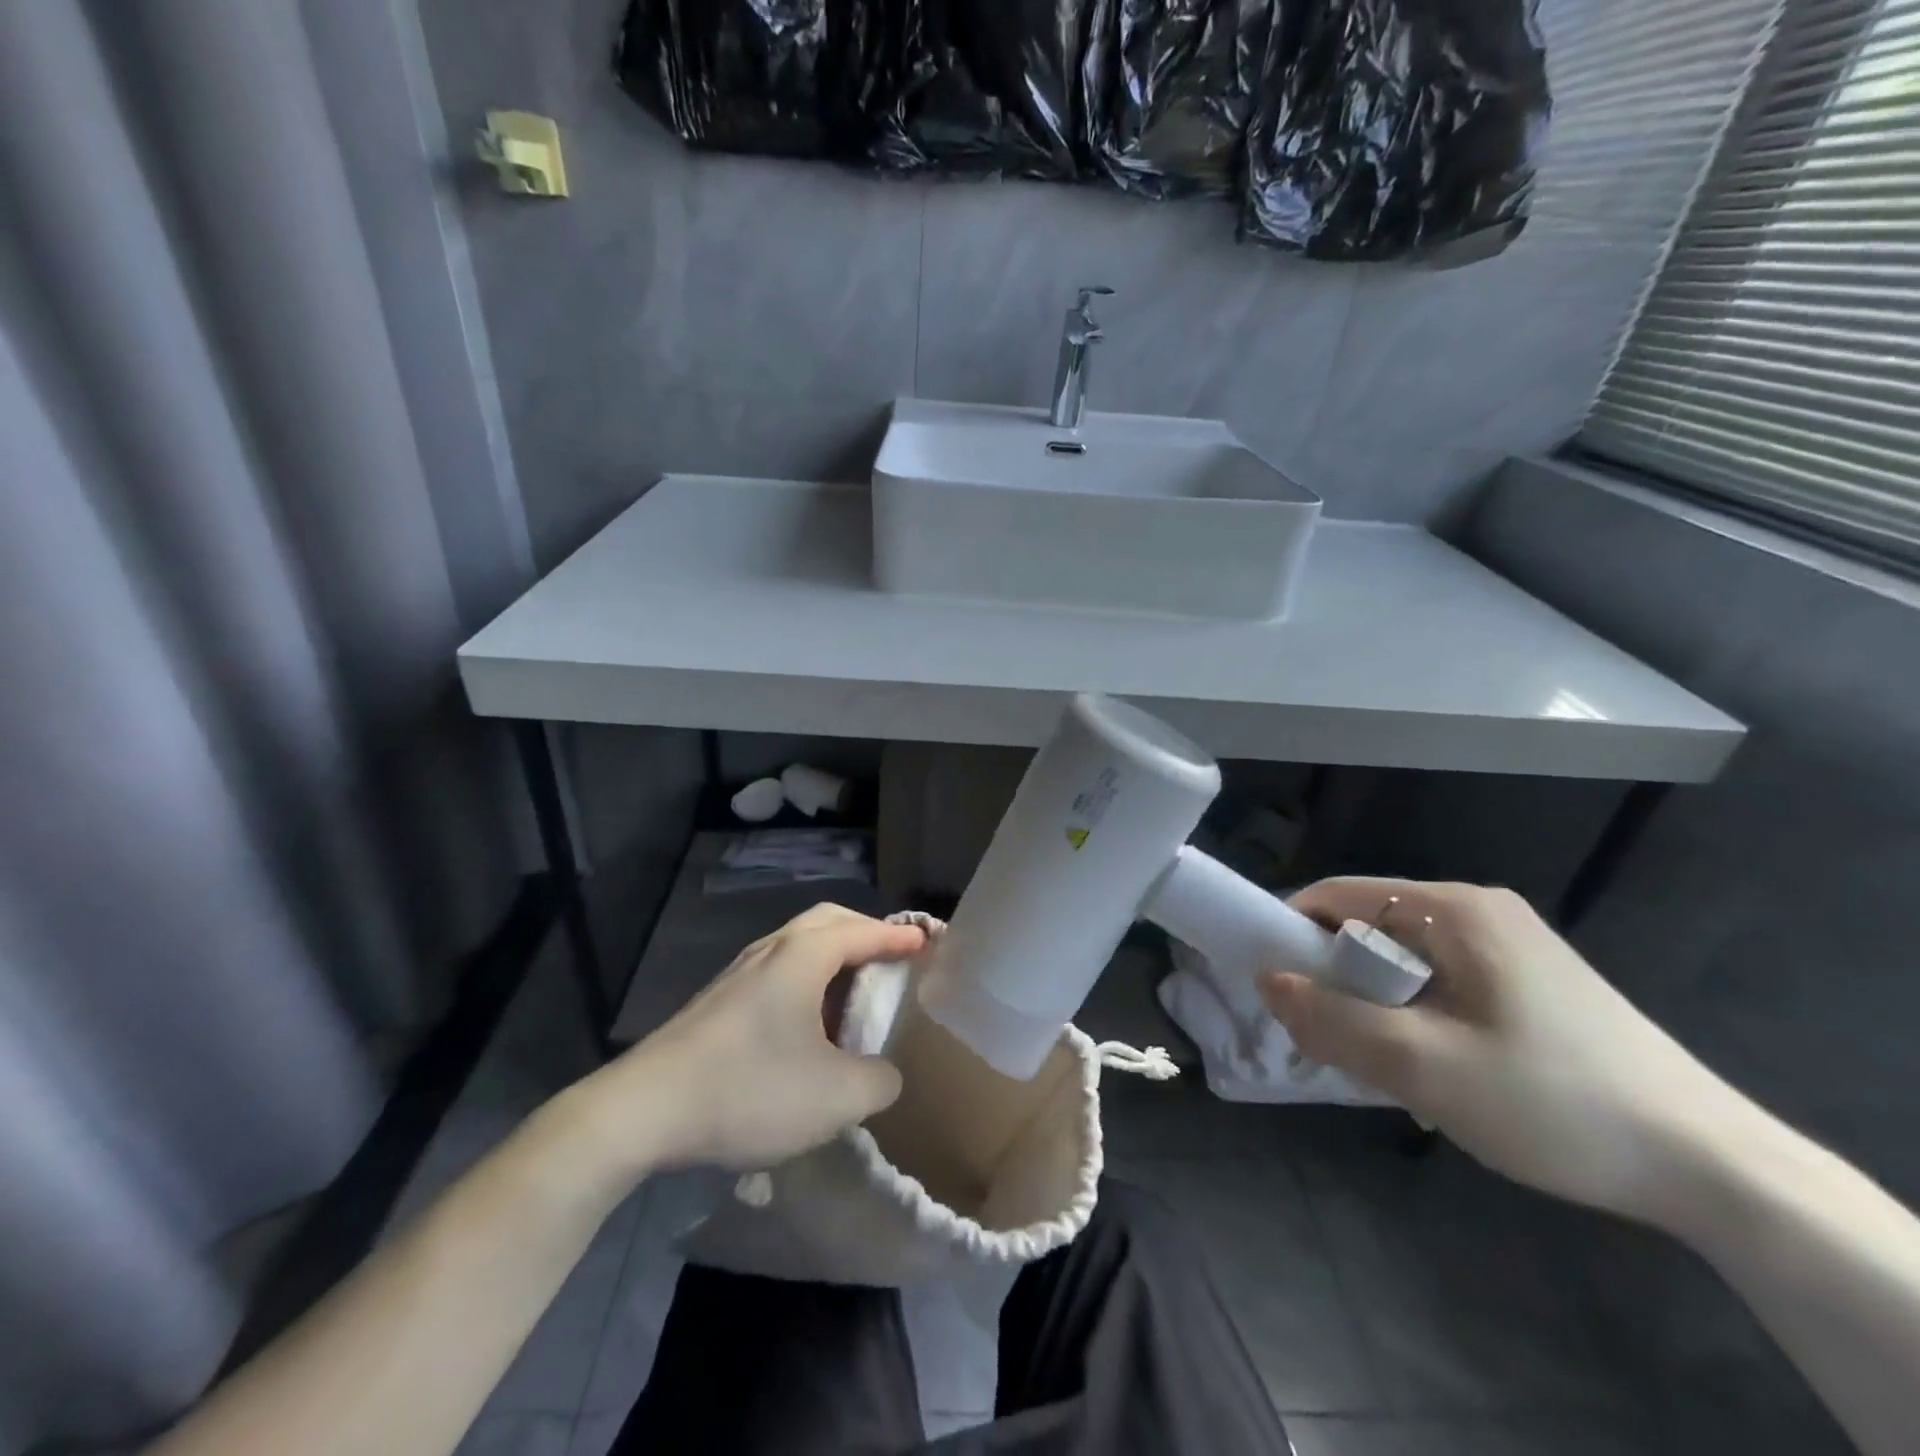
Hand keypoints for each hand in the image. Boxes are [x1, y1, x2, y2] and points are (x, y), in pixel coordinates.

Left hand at [586, 904, 925, 1174]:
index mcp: (804, 955)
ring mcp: (738, 973)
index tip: (928, 942)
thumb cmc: (750, 1089)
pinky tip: (807, 1027)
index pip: (865, 930)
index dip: (900, 935)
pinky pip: (777, 973)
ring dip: (833, 958)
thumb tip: (883, 1073)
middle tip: (892, 957)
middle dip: (866, 932)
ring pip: (798, 946)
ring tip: (854, 994)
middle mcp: (771, 950)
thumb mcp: (836, 1097)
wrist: (642, 1111)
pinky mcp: (717, 1002)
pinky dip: (807, 982)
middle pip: (828, 922)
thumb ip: (879, 1081)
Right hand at [1259, 878, 1739, 1224]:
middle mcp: (1478, 910)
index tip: (1270, 987)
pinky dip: (1414, 1014)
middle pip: (1370, 927)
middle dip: (1336, 980)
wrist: (1715, 1167)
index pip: (1337, 895)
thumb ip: (1332, 1019)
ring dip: (1375, 1004)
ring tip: (1380, 1064)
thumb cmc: (1553, 1100)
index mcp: (1454, 908)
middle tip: (1327, 1041)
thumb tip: (1265, 981)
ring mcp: (1509, 944)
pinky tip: (1431, 1067)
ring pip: (1403, 959)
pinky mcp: (1529, 980)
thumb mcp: (1424, 1067)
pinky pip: (1440, 981)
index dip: (1291, 933)